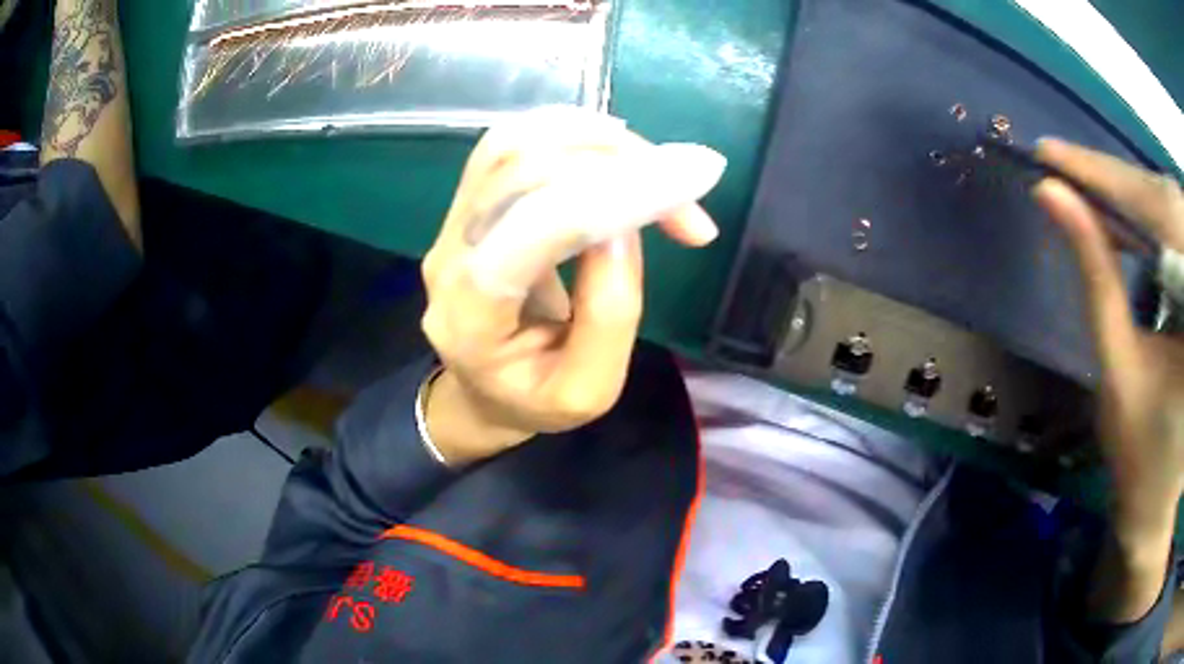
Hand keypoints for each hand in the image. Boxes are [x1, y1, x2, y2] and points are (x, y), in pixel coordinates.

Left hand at [420, 108, 724, 464]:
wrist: (481, 390)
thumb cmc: (536, 399)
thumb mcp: (588, 390)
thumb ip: (609, 313)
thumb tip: (625, 224)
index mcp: (473, 318)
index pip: (535, 229)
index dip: (614, 192)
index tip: (690, 179)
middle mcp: (449, 255)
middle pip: (524, 169)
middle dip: (619, 163)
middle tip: (688, 188)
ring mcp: (451, 222)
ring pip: (516, 143)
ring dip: (597, 140)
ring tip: (656, 166)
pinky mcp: (467, 203)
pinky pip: (512, 143)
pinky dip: (570, 132)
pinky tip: (614, 147)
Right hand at [1034, 138, 1183, 620]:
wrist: (1158, 501)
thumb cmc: (1139, 454)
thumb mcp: (1116, 366)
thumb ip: (1094, 275)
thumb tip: (1053, 197)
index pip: (1155, 211)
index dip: (1104, 176)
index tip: (1051, 153)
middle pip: (1165, 201)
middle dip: (1118, 183)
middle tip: (1064, 170)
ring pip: (1171, 209)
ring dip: (1133, 198)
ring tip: (1089, 193)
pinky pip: (1176, 231)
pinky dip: (1150, 221)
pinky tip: (1126, 224)